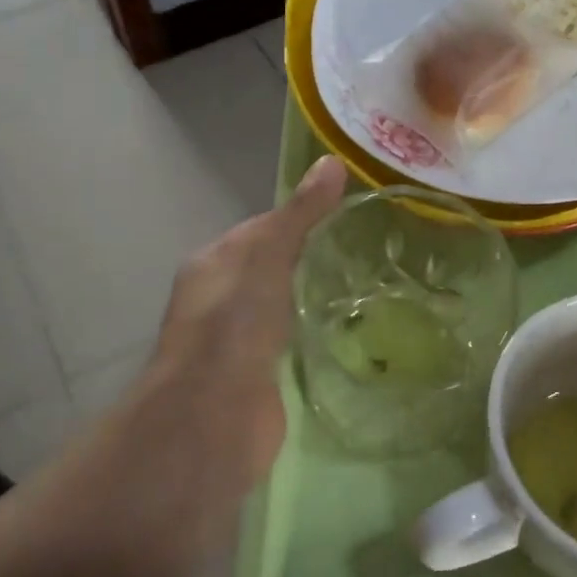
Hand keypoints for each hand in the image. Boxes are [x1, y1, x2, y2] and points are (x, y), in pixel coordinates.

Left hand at [135, 156, 348, 491]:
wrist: (213, 415)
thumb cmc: (235, 323)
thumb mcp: (270, 254)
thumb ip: (301, 213)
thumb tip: (333, 161)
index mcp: (213, 262)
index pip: (261, 229)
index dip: (300, 218)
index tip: (346, 215)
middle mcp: (218, 298)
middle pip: (269, 267)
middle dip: (308, 259)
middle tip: (363, 251)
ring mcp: (234, 341)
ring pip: (279, 306)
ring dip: (308, 297)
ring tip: (361, 287)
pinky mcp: (256, 375)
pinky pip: (288, 342)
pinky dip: (309, 332)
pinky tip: (342, 331)